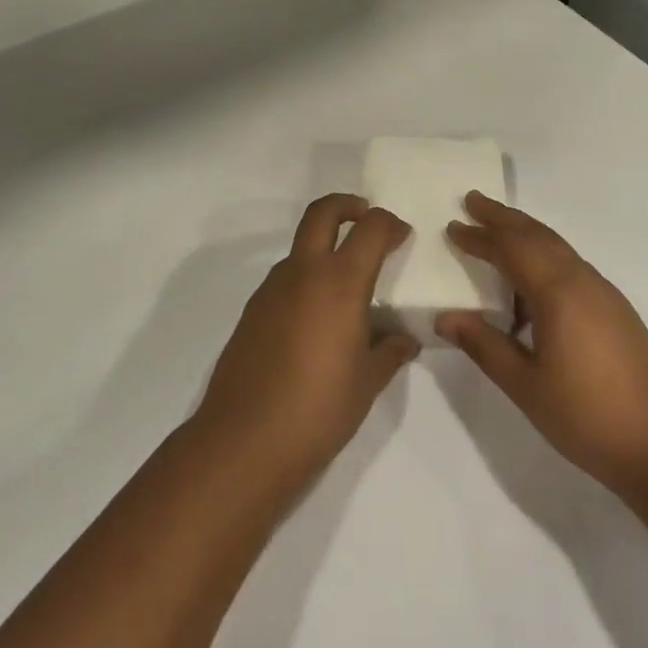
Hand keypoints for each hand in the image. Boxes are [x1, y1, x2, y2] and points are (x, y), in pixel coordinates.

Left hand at [194, 194, 417, 491]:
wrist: (244, 441)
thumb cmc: (319, 408)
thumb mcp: (367, 382)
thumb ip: (389, 352)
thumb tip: (403, 340)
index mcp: (340, 282)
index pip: (370, 229)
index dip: (390, 224)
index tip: (402, 235)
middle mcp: (303, 273)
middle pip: (322, 213)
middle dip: (347, 205)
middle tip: (366, 217)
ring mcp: (271, 290)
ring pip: (300, 247)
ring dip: (324, 246)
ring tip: (346, 283)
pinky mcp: (252, 311)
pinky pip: (284, 279)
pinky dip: (305, 278)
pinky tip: (316, 319)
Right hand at [438, 193, 647, 497]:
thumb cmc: (587, 416)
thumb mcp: (525, 385)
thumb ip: (484, 345)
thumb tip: (445, 317)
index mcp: (558, 292)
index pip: (510, 249)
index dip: (479, 237)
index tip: (452, 226)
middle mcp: (583, 280)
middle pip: (537, 235)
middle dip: (503, 217)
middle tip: (472, 200)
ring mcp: (604, 293)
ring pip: (557, 248)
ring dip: (525, 234)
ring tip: (497, 233)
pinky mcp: (616, 310)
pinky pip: (571, 267)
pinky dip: (545, 258)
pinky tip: (531, 286)